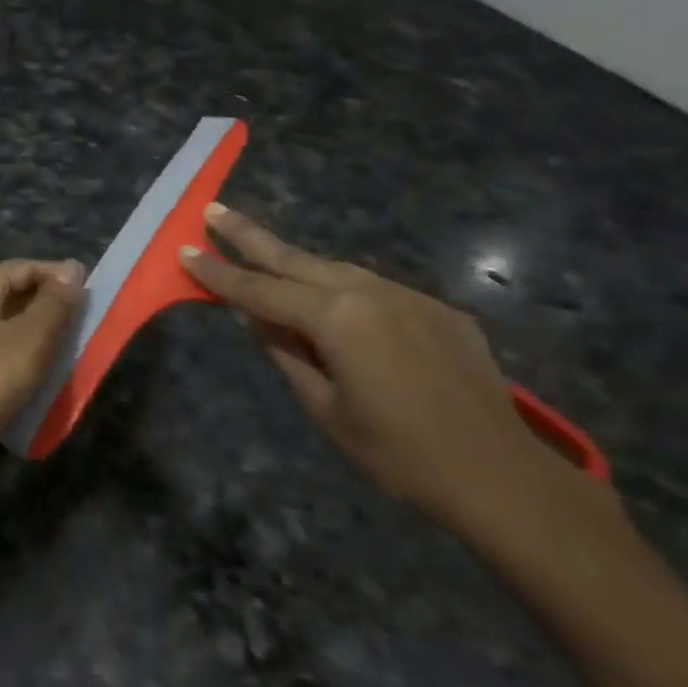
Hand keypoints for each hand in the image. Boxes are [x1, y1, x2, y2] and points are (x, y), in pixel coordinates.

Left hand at [0, 259, 84, 470]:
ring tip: (71, 353)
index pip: (22, 268)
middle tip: (86, 325)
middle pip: (12, 296)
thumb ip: (55, 303)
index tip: (92, 293)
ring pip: (6, 329)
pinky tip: (41, 379)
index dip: (58, 276)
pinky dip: (20, 361)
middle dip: (50, 309)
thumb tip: (72, 267)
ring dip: (38, 338)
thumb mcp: (30, 337)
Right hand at [180, 204, 570, 531]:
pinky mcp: (437, 309)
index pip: (260, 291)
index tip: (185, 250)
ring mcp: (408, 297)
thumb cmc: (399, 455)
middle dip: (249, 235)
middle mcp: (369, 292)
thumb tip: (254, 319)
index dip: (218, 273)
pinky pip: (375, 291)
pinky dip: (344, 292)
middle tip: (213, 209)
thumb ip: (286, 355)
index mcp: (336, 318)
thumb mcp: (325, 410)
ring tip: (264, 256)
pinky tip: (337, 307)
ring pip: (336, 270)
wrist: (502, 477)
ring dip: (296, 264)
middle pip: (294, 258)